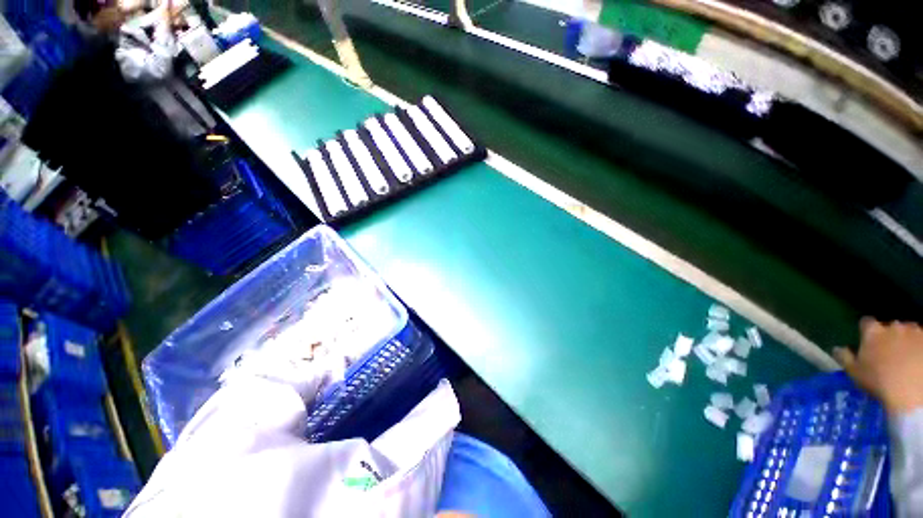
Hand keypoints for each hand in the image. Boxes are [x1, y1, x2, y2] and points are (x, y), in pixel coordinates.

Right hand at [834, 318, 922, 414]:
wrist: (911, 391)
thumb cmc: (879, 381)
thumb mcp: (854, 372)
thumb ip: (844, 357)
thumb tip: (836, 348)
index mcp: (872, 331)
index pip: (865, 322)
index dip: (866, 331)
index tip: (867, 341)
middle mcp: (892, 326)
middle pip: (890, 327)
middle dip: (889, 336)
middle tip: (889, 353)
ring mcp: (914, 331)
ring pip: (908, 332)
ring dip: (905, 340)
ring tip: (905, 357)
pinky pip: (921, 340)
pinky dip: (918, 347)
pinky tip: (916, 360)